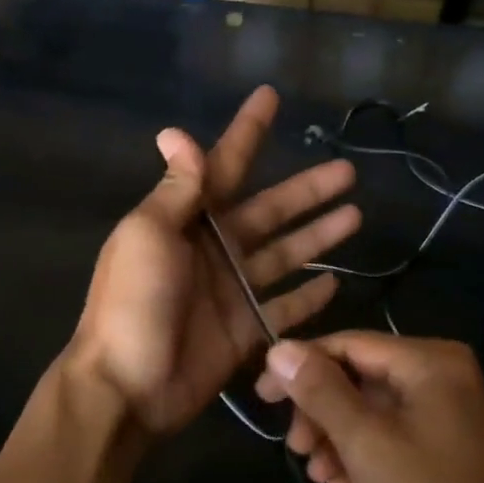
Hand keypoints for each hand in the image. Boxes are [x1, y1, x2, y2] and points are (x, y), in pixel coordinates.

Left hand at [66, 86, 360, 437]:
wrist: (127, 386)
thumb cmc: (134, 301)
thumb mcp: (149, 234)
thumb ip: (176, 189)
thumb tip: (176, 131)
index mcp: (186, 220)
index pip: (225, 165)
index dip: (247, 131)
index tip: (270, 96)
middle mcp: (214, 249)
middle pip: (270, 210)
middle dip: (307, 190)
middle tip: (348, 171)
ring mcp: (232, 291)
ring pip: (285, 254)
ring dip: (318, 235)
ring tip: (357, 215)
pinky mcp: (246, 331)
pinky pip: (284, 309)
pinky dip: (308, 297)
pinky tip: (335, 281)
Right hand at [256, 333, 483, 482]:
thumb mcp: (365, 443)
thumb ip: (320, 391)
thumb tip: (279, 349)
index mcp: (429, 361)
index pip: (348, 344)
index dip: (300, 366)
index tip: (262, 397)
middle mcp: (441, 377)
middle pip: (358, 377)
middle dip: (320, 411)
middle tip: (294, 447)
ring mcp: (446, 415)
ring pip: (370, 411)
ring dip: (336, 438)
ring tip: (316, 474)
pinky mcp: (445, 450)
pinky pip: (390, 437)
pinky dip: (361, 455)